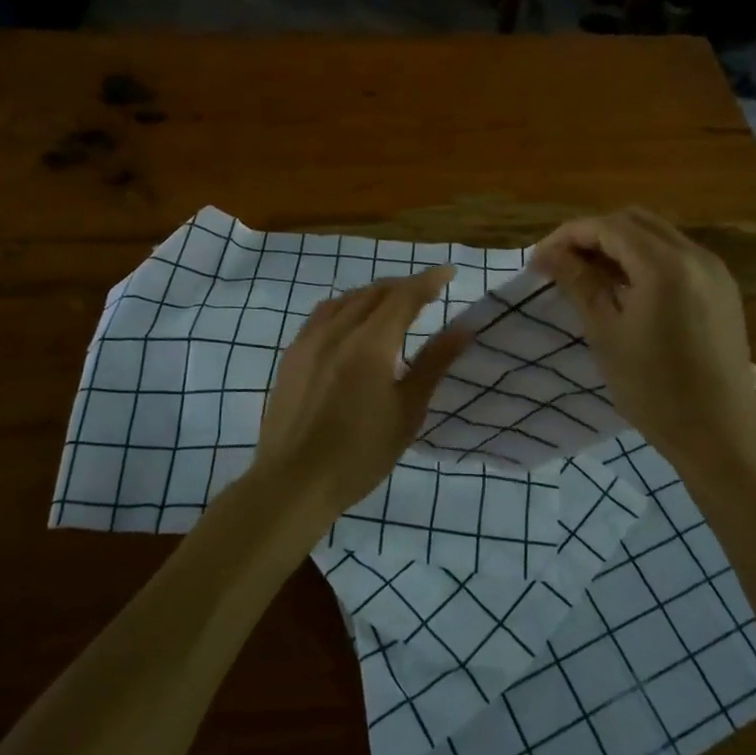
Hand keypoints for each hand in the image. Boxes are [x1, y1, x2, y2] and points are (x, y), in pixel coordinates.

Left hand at [249, 266, 471, 533]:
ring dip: (373, 293)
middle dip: (403, 286)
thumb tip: (463, 328)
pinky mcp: (292, 355)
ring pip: (346, 299)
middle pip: (374, 292)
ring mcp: (309, 340)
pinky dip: (346, 306)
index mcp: (370, 344)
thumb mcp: (407, 412)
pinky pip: (322, 314)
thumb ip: (434, 364)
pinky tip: (351, 321)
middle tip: (426, 291)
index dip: (428, 281)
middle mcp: (338, 331)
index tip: (448, 272)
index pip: (404, 297)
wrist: (294, 482)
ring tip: (391, 302)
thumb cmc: (360, 454)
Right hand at [533, 208, 755, 473]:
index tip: (540, 258)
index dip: (569, 235)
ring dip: (620, 244)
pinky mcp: (723, 289)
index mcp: (666, 266)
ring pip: (658, 235)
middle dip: (594, 234)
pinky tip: (626, 287)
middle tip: (562, 262)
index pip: (608, 227)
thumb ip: (579, 283)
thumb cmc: (654, 389)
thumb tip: (546, 254)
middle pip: (634, 222)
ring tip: (588, 273)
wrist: (720, 435)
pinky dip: (646, 258)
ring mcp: (715, 271)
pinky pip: (677, 255)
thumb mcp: (606, 334)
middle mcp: (696, 256)